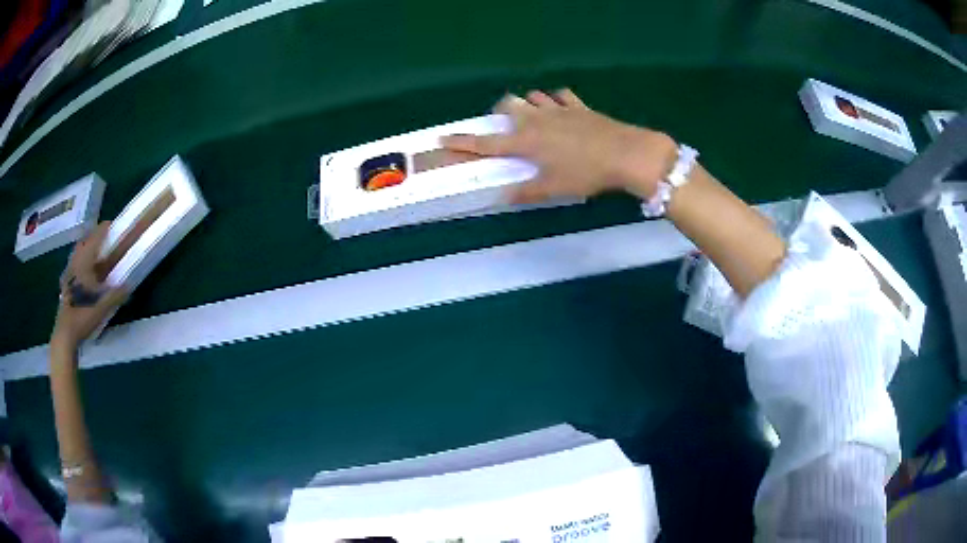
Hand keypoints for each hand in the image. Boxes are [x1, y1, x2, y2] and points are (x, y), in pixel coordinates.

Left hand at [51, 222, 127, 349]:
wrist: (66, 333)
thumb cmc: (84, 314)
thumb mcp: (103, 306)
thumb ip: (117, 294)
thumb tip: (130, 285)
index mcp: (84, 260)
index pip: (95, 237)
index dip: (104, 229)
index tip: (113, 225)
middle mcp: (75, 262)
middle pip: (84, 242)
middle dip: (93, 238)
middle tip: (104, 239)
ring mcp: (69, 273)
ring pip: (78, 253)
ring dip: (86, 250)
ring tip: (95, 255)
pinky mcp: (66, 284)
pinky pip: (74, 265)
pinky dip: (80, 263)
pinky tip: (84, 273)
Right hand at [441, 89, 677, 202]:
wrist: (625, 154)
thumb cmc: (586, 174)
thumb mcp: (554, 188)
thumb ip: (526, 192)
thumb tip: (503, 196)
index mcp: (525, 141)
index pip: (486, 142)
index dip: (463, 142)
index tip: (443, 138)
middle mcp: (537, 120)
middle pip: (507, 105)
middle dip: (500, 113)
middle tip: (506, 127)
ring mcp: (559, 109)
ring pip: (533, 96)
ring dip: (527, 104)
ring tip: (533, 117)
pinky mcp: (579, 106)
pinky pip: (561, 96)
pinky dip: (556, 101)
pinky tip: (561, 109)